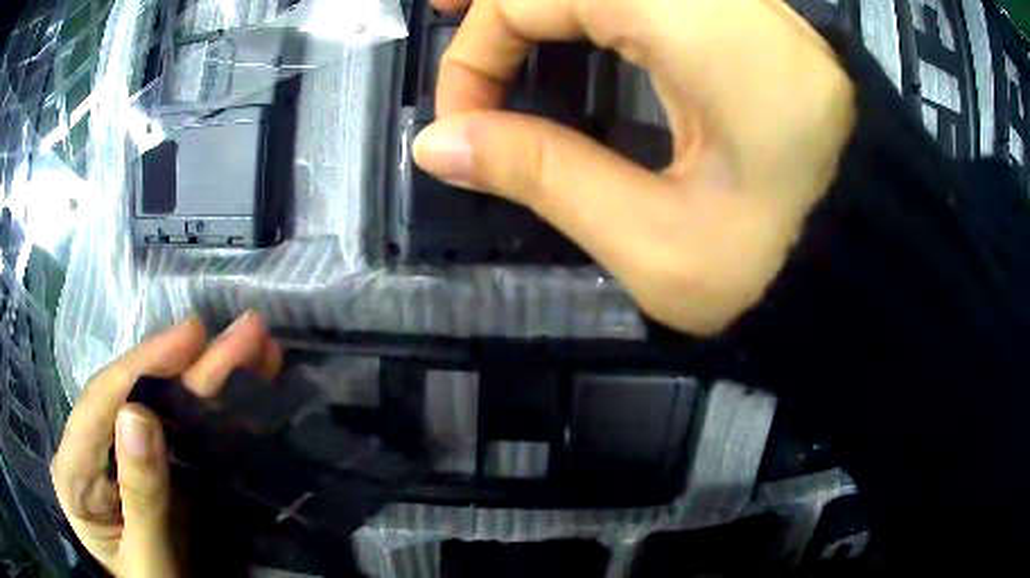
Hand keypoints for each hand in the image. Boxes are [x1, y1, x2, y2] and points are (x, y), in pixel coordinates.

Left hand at [50, 313, 282, 576]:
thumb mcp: (145, 560)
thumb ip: (139, 496)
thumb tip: (140, 414)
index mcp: (74, 469)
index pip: (99, 403)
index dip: (143, 364)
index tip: (191, 337)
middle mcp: (94, 447)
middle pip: (136, 393)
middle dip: (189, 362)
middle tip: (243, 332)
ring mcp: (124, 452)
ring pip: (162, 404)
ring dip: (208, 375)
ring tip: (254, 347)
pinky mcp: (155, 464)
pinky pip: (181, 429)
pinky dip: (214, 406)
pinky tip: (243, 384)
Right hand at [416, 0, 854, 334]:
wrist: (875, 260)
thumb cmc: (785, 269)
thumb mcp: (658, 243)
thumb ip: (542, 176)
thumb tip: (440, 145)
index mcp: (704, 30)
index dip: (479, 49)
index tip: (464, 123)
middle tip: (440, 8)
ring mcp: (741, 2)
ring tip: (487, 14)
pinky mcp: (748, 20)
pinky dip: (593, 1)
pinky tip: (569, 20)